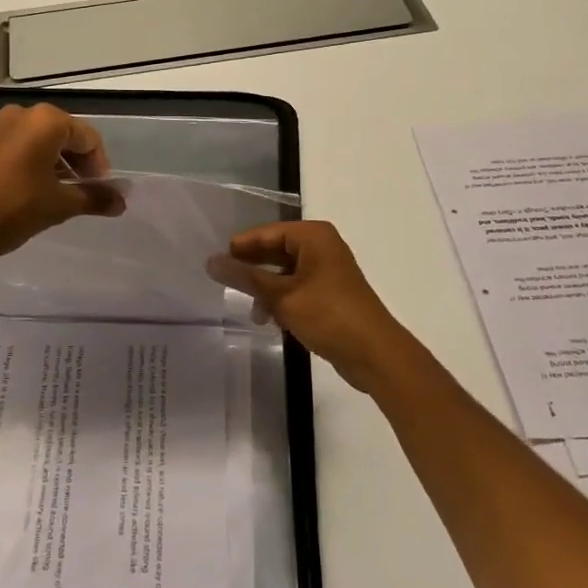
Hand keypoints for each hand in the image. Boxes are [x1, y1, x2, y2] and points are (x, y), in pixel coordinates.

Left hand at [0, 103, 121, 265]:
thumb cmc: (12, 208)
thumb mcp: (59, 205)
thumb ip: (94, 198)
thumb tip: (121, 201)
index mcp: (46, 121)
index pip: (88, 138)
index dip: (99, 166)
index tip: (99, 193)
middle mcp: (23, 114)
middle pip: (65, 135)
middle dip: (79, 164)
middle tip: (82, 194)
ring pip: (42, 141)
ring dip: (57, 165)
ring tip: (59, 196)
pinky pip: (20, 146)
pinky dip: (34, 164)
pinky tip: (33, 192)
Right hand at [220, 222, 414, 392]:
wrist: (375, 354)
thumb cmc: (329, 315)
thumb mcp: (282, 296)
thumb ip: (246, 278)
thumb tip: (211, 261)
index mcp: (313, 236)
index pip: (267, 233)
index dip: (240, 247)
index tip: (215, 262)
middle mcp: (322, 246)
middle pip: (275, 251)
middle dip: (253, 270)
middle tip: (225, 284)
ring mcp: (328, 270)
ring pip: (285, 272)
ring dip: (267, 290)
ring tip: (254, 312)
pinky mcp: (331, 294)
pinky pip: (297, 288)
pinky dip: (282, 300)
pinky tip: (272, 320)